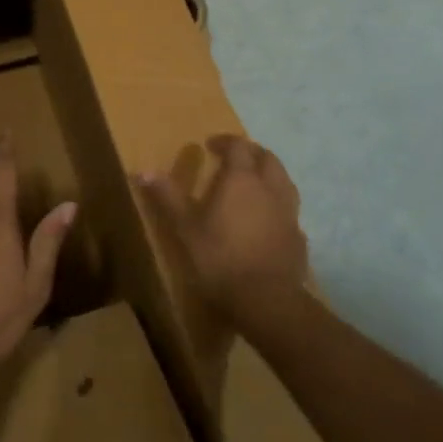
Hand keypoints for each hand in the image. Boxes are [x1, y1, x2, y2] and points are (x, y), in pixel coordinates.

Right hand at [139, 135, 309, 329]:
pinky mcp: (299, 236)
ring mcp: (289, 212)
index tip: (211, 145)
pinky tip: (268, 219)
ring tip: (253, 184)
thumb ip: (168, 197)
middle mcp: (270, 188)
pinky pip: (289, 210)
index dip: (225, 141)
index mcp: (242, 179)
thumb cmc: (220, 259)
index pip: (239, 146)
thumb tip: (143, 171)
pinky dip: (277, 205)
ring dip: (269, 175)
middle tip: (234, 159)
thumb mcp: (186, 228)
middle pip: (267, 158)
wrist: (266, 300)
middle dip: (251, 153)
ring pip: (284, 181)